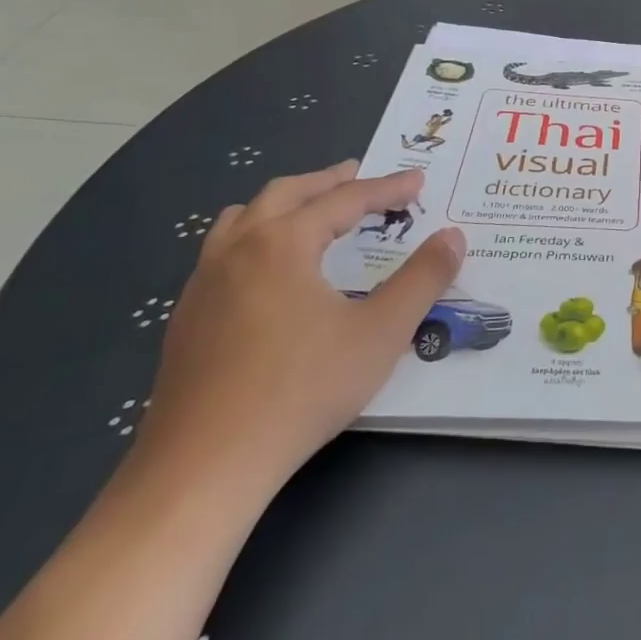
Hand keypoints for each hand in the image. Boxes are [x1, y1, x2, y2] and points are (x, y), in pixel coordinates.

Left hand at [138, 164, 464, 486]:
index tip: (418, 181)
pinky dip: (254, 237)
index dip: (386, 188)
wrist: (204, 465)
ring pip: (241, 219)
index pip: (344, 200)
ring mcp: (202, 284)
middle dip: (327, 181)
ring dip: (282, 204)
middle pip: (284, 194)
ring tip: (308, 210)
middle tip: (358, 174)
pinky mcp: (186, 319)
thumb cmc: (302, 389)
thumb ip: (422, 278)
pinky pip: (222, 253)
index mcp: (282, 243)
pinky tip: (268, 272)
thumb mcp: (381, 332)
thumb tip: (454, 236)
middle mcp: (236, 250)